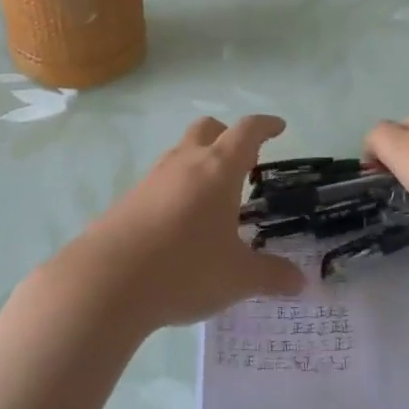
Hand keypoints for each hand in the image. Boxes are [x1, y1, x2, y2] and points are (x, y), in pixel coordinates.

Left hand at [66, 116, 306, 330]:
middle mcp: (185, 163)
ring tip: (213, 197)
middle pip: (208, 128)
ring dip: (200, 162)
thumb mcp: (237, 277)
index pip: (247, 131)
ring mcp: (152, 178)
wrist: (106, 282)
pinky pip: (161, 181)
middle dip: (228, 136)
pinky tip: (180, 224)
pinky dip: (177, 188)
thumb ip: (271, 276)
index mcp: (218, 169)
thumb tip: (301, 282)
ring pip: (181, 153)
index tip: (278, 127)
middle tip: (245, 162)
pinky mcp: (129, 199)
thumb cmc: (184, 269)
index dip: (265, 126)